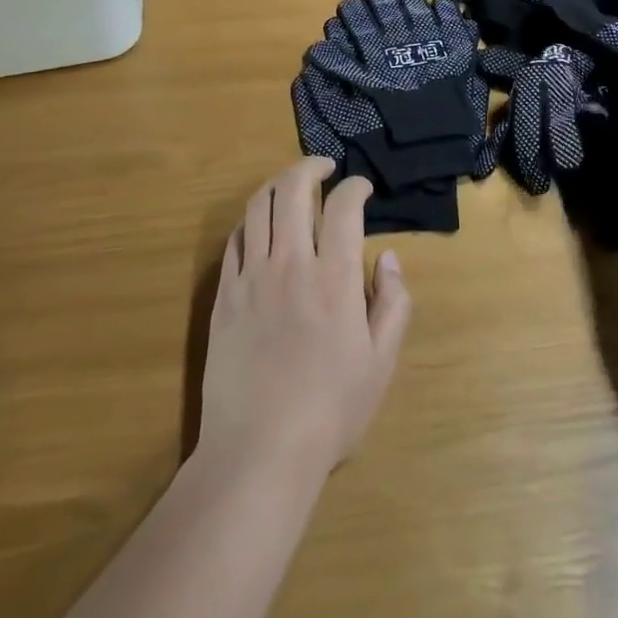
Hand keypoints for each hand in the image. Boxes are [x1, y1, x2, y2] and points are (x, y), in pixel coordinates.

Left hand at [199, 159, 411, 481]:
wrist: (260, 450)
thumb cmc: (331, 409)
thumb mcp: (381, 361)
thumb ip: (393, 302)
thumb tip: (389, 257)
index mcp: (334, 277)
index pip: (343, 206)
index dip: (355, 186)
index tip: (362, 188)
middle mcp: (291, 264)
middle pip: (293, 190)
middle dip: (311, 167)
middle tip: (325, 167)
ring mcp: (251, 277)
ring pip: (258, 207)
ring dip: (277, 186)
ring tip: (292, 187)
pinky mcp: (224, 296)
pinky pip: (234, 241)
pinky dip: (250, 222)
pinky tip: (261, 228)